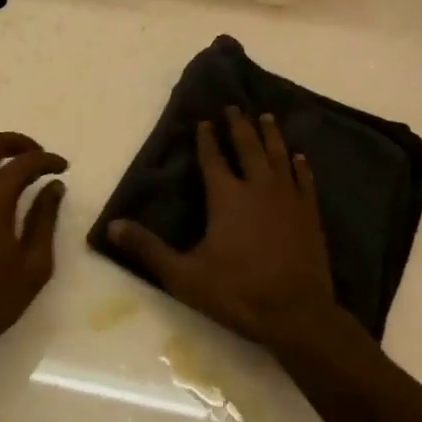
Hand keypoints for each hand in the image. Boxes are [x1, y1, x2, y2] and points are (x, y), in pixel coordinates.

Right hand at [111, 106, 336, 344]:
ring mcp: (288, 199)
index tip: (204, 121)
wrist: (297, 315)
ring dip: (271, 135)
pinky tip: (299, 157)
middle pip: (247, 147)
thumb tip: (111, 226)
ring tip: (266, 117)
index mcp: (226, 197)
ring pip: (278, 156)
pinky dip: (300, 166)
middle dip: (239, 126)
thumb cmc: (237, 292)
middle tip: (235, 107)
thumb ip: (148, 248)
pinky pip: (304, 180)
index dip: (206, 139)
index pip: (212, 158)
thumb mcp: (184, 275)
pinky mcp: (310, 214)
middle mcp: (257, 188)